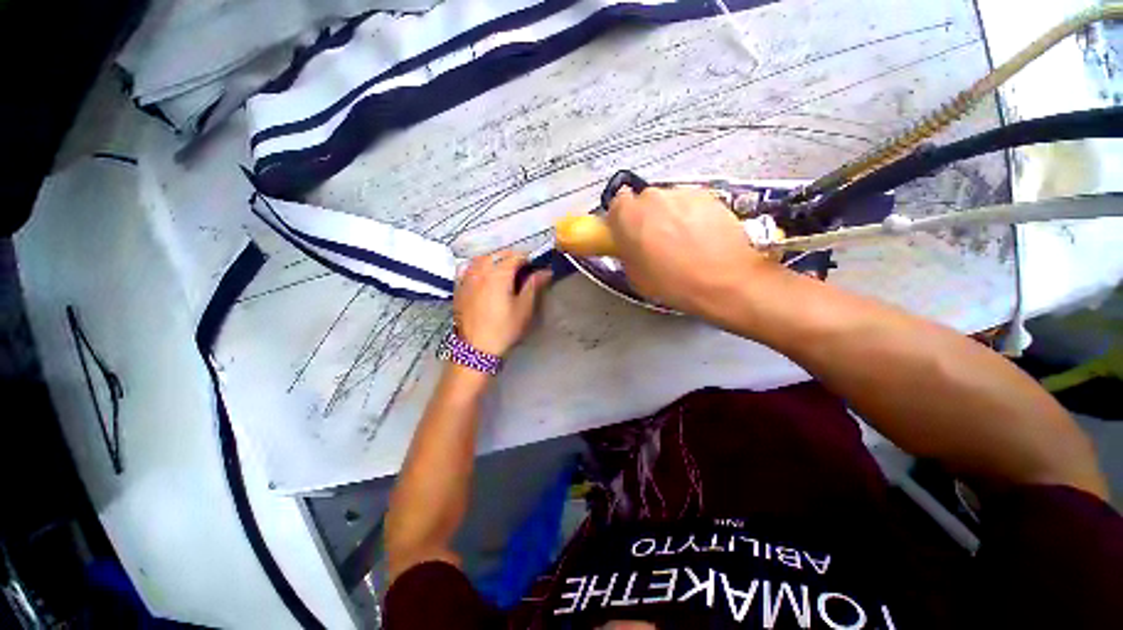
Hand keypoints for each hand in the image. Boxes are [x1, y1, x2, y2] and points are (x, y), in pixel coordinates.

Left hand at [453, 251, 550, 356]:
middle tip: (522, 271)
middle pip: (498, 254)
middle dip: (512, 258)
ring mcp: (467, 278)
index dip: (528, 259)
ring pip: (481, 258)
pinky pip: (468, 268)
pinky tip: (483, 275)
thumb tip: (545, 271)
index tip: (536, 267)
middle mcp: (480, 271)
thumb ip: (533, 286)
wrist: (476, 349)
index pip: (515, 256)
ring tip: (504, 271)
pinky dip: (478, 266)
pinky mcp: (458, 287)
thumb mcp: (524, 308)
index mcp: (498, 274)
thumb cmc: (504, 329)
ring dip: (495, 259)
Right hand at [606, 186, 779, 317]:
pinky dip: (692, 216)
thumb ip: (627, 252)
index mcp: (628, 216)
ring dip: (671, 216)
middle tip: (655, 241)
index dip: (622, 220)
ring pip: (669, 202)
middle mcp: (653, 197)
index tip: (628, 233)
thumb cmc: (673, 283)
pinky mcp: (708, 196)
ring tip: (682, 242)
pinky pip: (691, 204)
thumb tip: (630, 245)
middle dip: (648, 218)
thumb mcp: (635, 275)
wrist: (723, 281)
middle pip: (644, 202)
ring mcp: (682, 193)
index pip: (616, 205)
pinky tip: (701, 238)